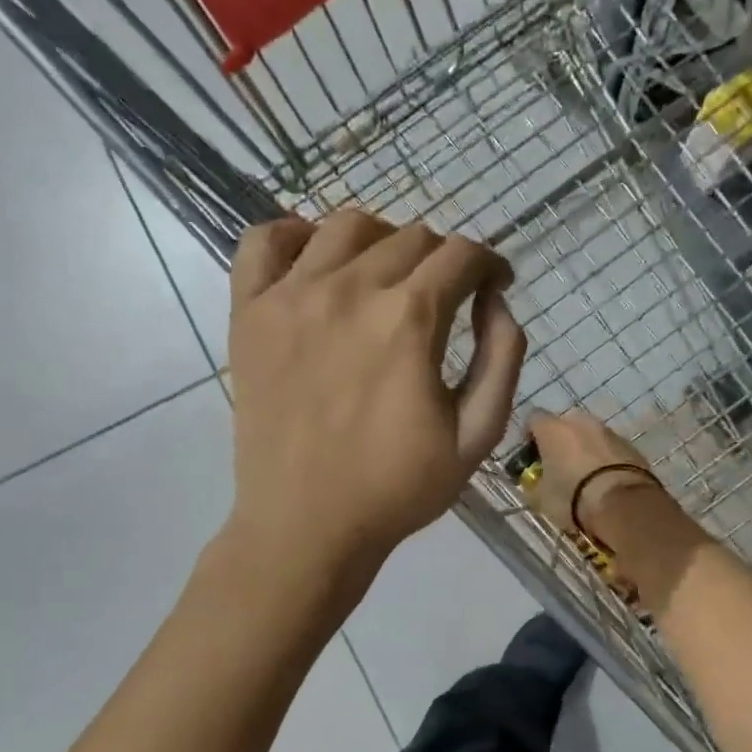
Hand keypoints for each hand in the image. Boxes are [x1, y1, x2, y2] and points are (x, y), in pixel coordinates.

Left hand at [227, 210, 526, 580]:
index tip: (494, 285)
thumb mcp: (477, 435)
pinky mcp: (249, 313)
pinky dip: (293, 235)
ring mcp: (291, 295)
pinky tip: (314, 259)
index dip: (489, 264)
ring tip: (388, 275)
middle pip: (410, 237)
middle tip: (447, 295)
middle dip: (444, 259)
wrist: (306, 526)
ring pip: (346, 226)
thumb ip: (502, 357)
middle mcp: (349, 289)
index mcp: (409, 320)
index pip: (461, 255)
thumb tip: (496, 301)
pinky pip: (263, 241)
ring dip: (382, 240)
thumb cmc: (398, 488)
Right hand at [526, 410, 664, 543]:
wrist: (623, 505)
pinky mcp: (632, 447)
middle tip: (559, 467)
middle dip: (561, 442)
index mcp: (553, 429)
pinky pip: (611, 449)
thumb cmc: (572, 497)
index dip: (530, 436)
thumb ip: (536, 482)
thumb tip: (538, 480)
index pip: (533, 418)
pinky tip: (606, 482)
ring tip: (585, 478)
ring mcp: (610, 432)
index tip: (531, 456)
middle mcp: (581, 422)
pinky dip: (606, 460)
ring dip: (585, 450)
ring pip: (591, 436)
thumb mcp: (541, 498)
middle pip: (565, 425)